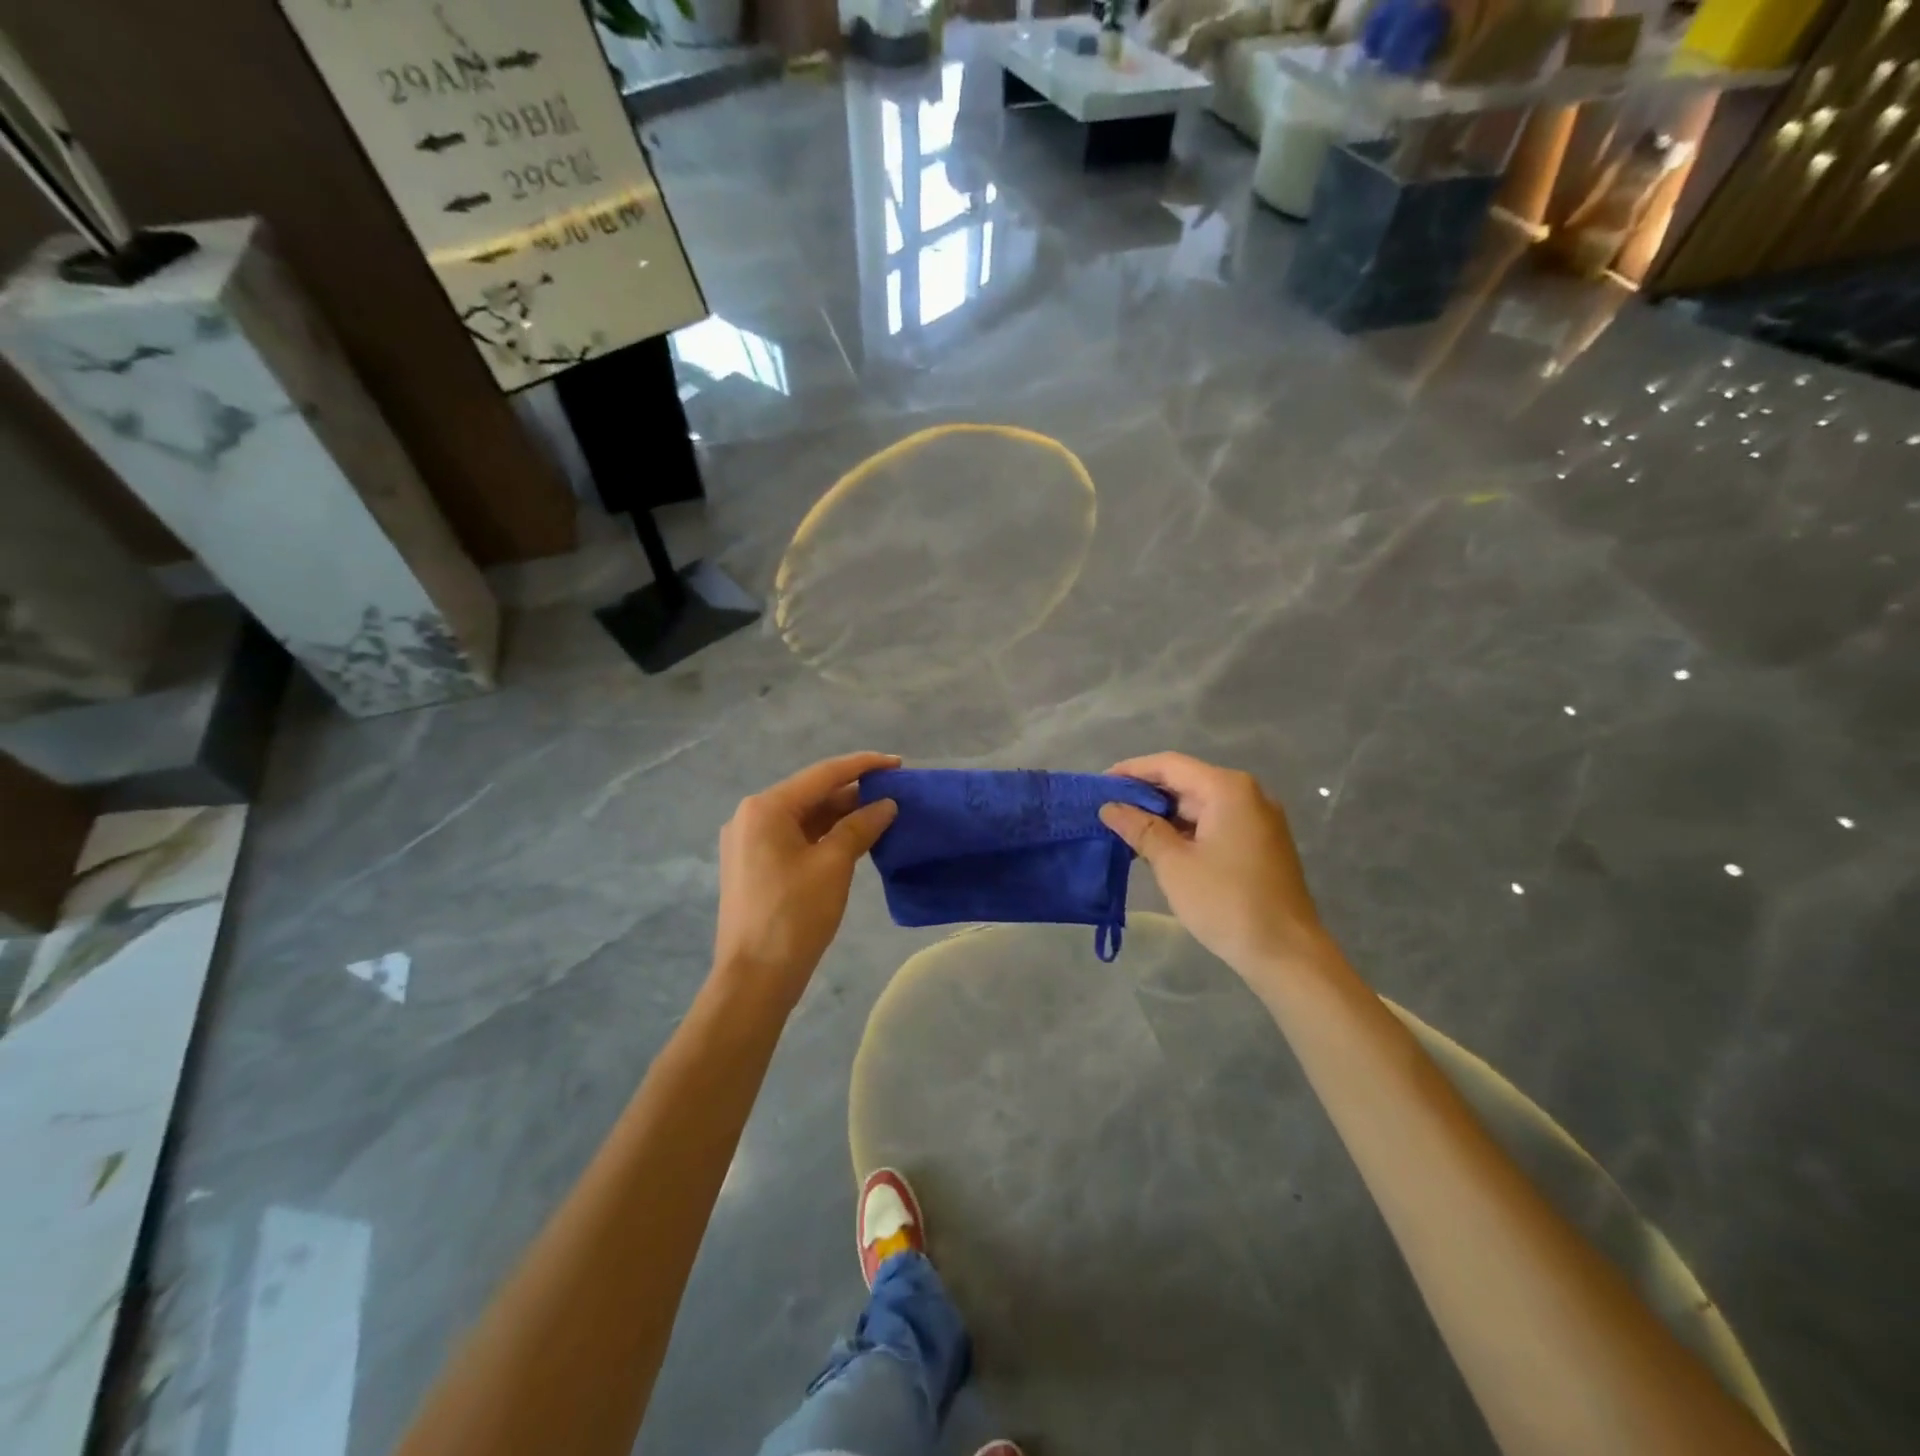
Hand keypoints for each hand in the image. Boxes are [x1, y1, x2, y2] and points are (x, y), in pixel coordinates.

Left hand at [714, 752, 899, 1008]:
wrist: (754, 979)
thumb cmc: (794, 915)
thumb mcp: (833, 865)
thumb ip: (860, 826)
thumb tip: (886, 804)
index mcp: (765, 808)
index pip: (823, 775)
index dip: (863, 766)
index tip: (898, 763)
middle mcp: (751, 817)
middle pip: (811, 794)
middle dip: (853, 793)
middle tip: (895, 793)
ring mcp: (749, 843)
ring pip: (804, 817)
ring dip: (841, 815)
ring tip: (882, 814)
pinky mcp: (754, 866)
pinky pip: (795, 838)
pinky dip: (825, 835)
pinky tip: (854, 839)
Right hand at [1100, 753, 1330, 981]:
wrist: (1286, 952)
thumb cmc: (1225, 901)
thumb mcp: (1174, 864)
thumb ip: (1140, 828)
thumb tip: (1110, 807)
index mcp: (1227, 789)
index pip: (1169, 765)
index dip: (1132, 771)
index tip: (1099, 785)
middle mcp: (1247, 794)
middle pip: (1186, 782)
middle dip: (1146, 795)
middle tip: (1107, 810)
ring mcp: (1258, 819)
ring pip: (1200, 805)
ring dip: (1164, 815)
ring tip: (1126, 830)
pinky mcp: (1261, 843)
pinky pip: (1215, 823)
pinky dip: (1186, 830)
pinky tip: (1159, 846)